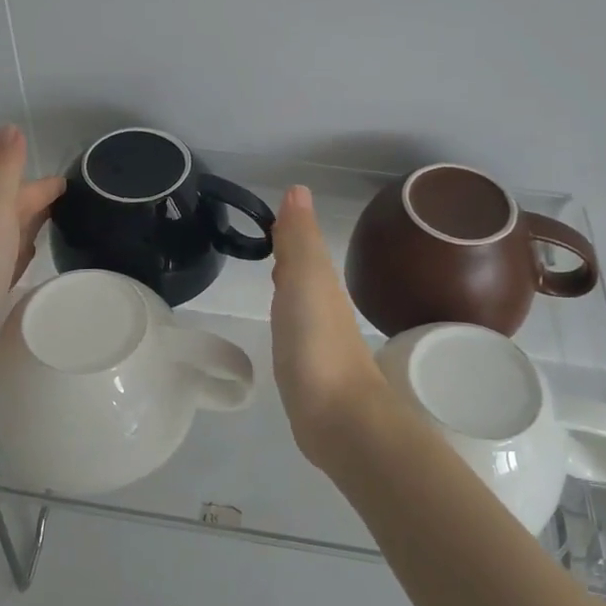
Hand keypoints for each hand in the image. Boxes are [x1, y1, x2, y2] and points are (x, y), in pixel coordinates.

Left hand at [0, 126, 64, 382]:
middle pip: (14, 208)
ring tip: (62, 226)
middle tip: (79, 202)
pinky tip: (28, 261)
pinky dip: (20, 254)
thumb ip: (2, 171)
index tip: (81, 181)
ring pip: (9, 234)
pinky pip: (5, 261)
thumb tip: (10, 125)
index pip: (21, 187)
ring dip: (31, 226)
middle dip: (40, 201)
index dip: (48, 184)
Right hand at [269, 186, 392, 468]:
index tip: (269, 218)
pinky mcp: (310, 370)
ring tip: (272, 274)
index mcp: (321, 281)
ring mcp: (319, 339)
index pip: (304, 245)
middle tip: (267, 239)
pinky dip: (288, 317)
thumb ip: (299, 238)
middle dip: (290, 253)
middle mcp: (324, 305)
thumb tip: (298, 189)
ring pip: (302, 299)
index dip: (289, 230)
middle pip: (305, 270)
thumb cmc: (316, 341)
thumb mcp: (305, 278)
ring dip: (290, 284)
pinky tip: (283, 325)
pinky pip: (296, 330)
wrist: (338, 416)